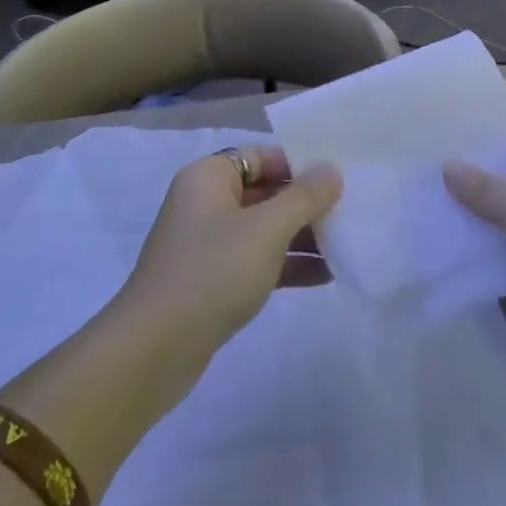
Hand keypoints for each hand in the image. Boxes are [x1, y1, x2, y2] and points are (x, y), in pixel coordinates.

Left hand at [115, 147, 342, 362]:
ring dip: (301, 237)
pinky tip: (325, 276)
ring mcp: (207, 244)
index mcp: (209, 177)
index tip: (338, 179)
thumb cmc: (213, 272)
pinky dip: (286, 265)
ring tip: (346, 245)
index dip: (299, 165)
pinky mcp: (212, 281)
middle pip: (264, 192)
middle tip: (350, 211)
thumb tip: (331, 170)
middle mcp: (205, 202)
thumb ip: (303, 198)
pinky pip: (256, 261)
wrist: (155, 349)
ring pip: (263, 229)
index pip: (261, 156)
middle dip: (305, 204)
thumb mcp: (266, 230)